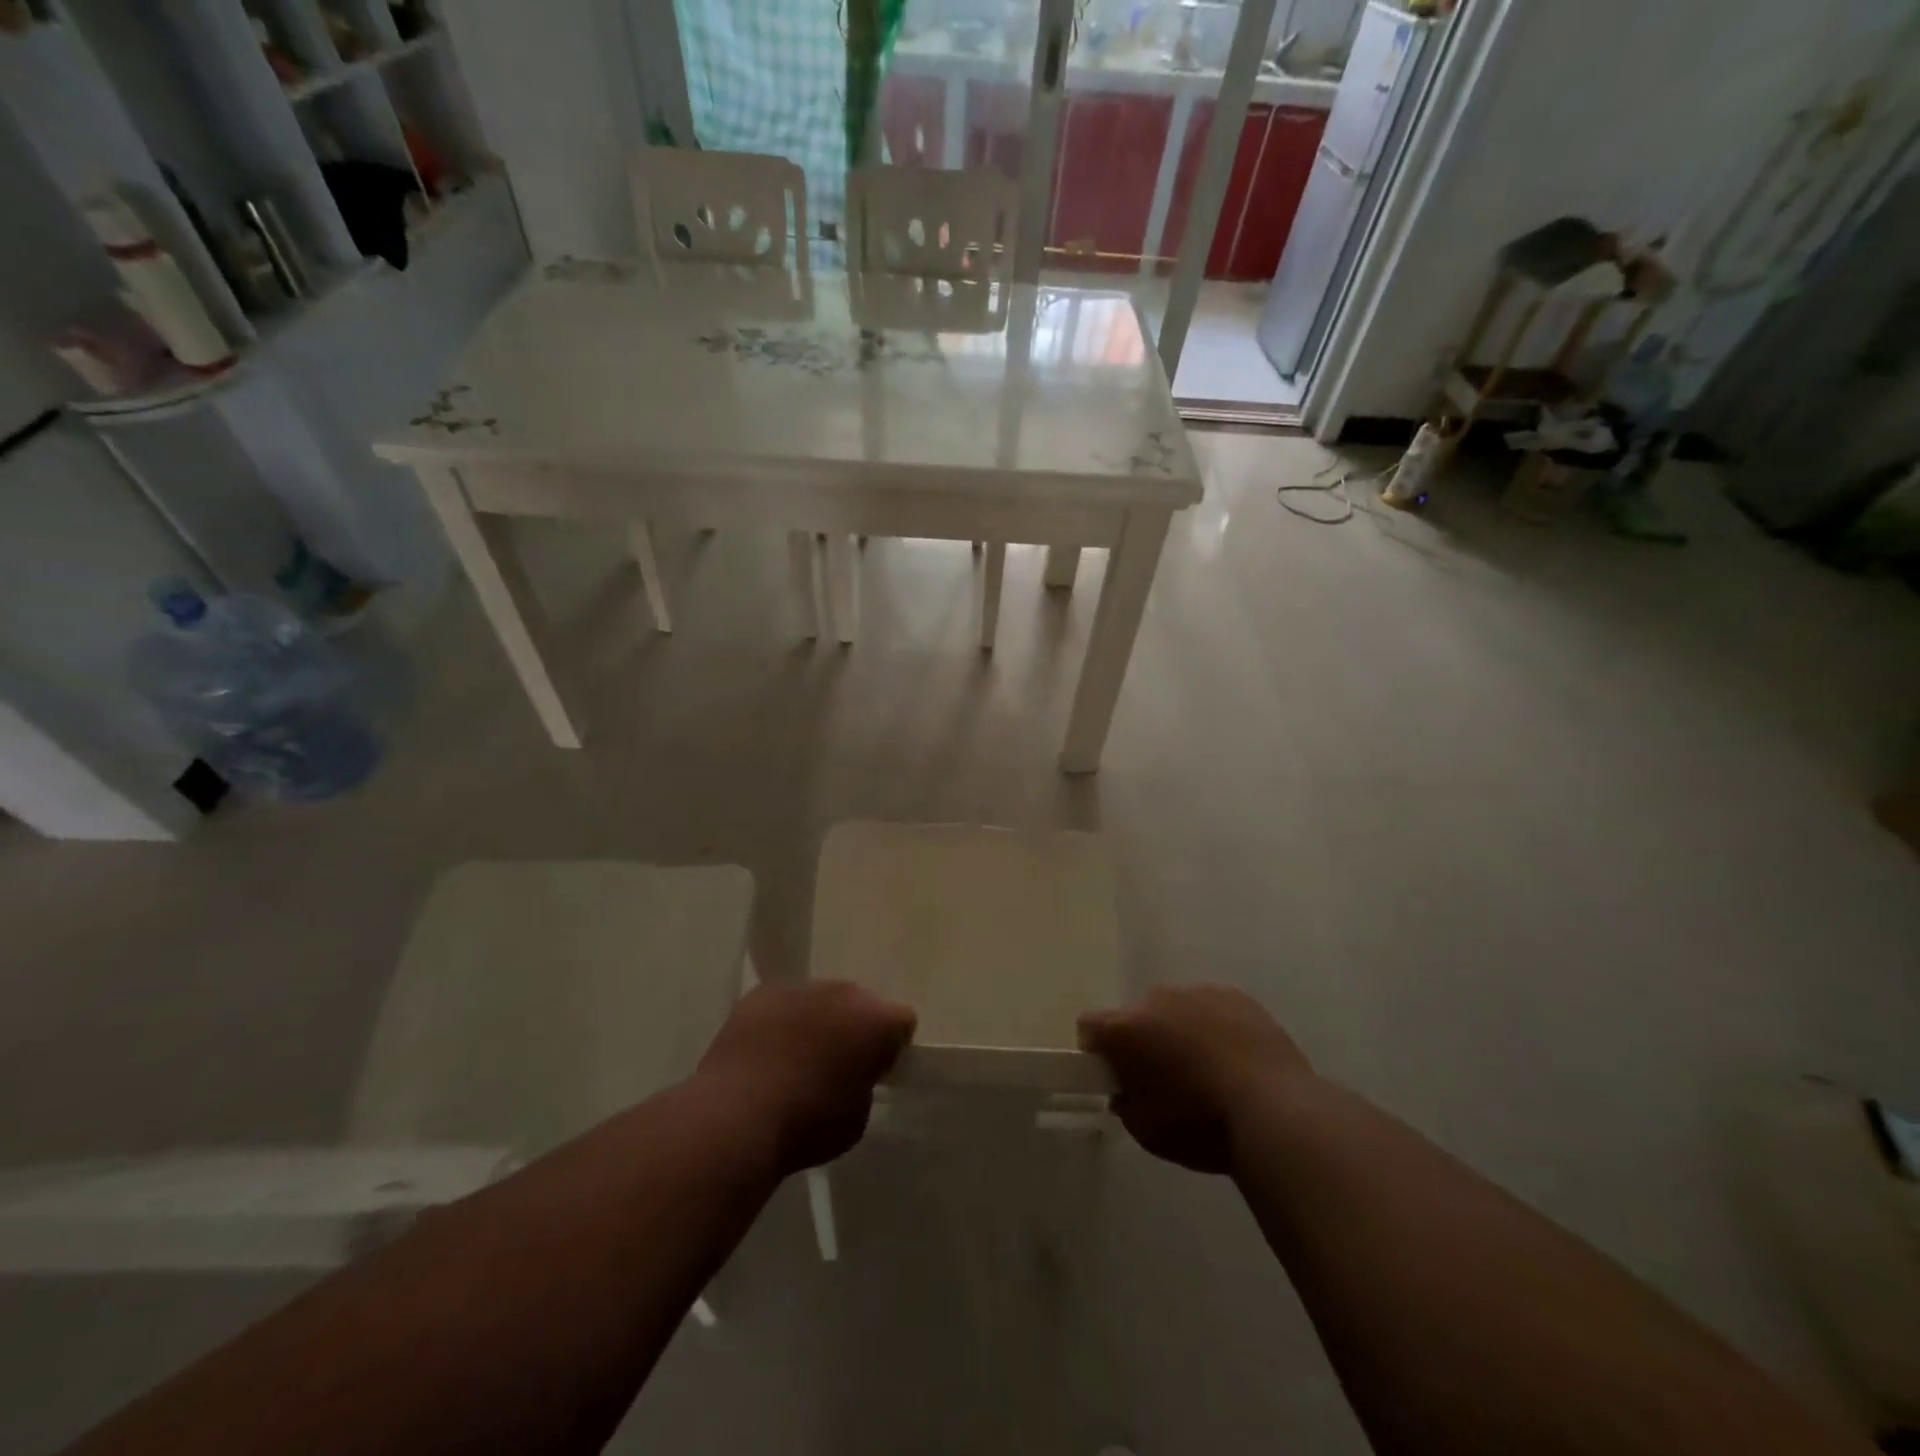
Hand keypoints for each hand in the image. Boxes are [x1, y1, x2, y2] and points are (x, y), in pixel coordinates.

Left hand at [696, 981, 914, 1172]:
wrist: (736, 1117)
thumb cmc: (807, 1125)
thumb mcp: (857, 1119)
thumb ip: (864, 1086)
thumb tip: (852, 1076)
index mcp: (878, 1020)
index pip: (902, 1023)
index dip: (892, 1048)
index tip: (875, 1072)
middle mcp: (845, 992)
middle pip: (860, 1004)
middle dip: (853, 1028)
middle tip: (835, 1064)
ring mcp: (802, 987)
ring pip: (820, 1000)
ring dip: (817, 1021)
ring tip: (795, 1058)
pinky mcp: (762, 991)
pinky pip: (783, 1002)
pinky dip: (781, 1021)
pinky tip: (765, 1052)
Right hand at [1079, 985, 1310, 1173]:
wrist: (1276, 1113)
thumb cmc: (1201, 1126)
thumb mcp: (1146, 1130)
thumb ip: (1126, 1102)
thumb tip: (1127, 1091)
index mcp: (1126, 1028)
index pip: (1089, 1025)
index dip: (1096, 1050)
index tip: (1113, 1076)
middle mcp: (1156, 999)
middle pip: (1136, 1015)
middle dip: (1143, 1040)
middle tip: (1163, 1078)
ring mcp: (1198, 992)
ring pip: (1176, 1009)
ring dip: (1179, 1032)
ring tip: (1207, 1071)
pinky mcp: (1236, 996)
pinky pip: (1212, 1008)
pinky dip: (1214, 1028)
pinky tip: (1235, 1060)